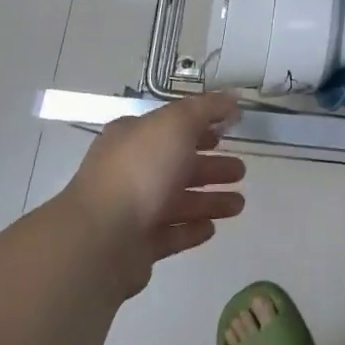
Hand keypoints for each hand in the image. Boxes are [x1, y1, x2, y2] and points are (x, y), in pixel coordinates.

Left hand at [66, 94, 245, 299]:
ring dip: (210, 200)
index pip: (172, 127)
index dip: (201, 126)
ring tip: (239, 205)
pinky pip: (171, 233)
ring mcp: (133, 209)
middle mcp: (131, 170)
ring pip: (179, 201)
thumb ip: (206, 109)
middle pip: (178, 165)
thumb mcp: (175, 124)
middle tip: (242, 171)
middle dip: (212, 166)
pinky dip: (192, 229)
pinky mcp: (138, 245)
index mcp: (134, 137)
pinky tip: (213, 228)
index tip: (230, 131)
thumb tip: (232, 98)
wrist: (102, 239)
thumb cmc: (140, 171)